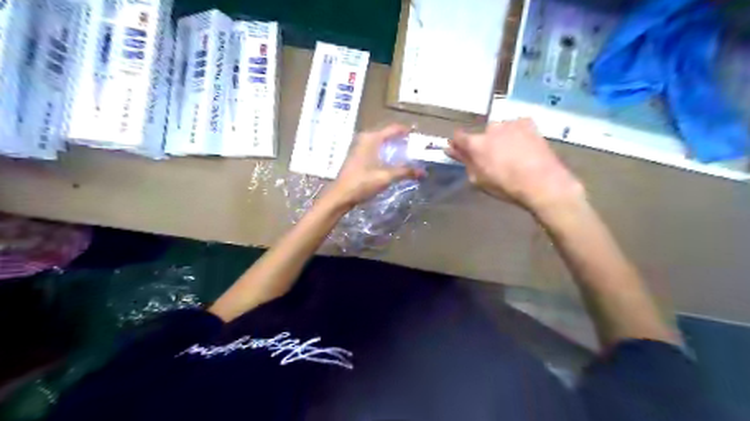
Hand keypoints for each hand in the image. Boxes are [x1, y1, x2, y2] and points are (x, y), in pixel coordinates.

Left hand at [328, 124, 423, 210]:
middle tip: (416, 148)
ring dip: (393, 147)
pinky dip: (385, 152)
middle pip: (387, 134)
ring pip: (381, 142)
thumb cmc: (363, 183)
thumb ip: (405, 172)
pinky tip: (392, 162)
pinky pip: (375, 148)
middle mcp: (365, 138)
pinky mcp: (357, 156)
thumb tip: (423, 172)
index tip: (419, 137)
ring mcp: (359, 146)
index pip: (394, 129)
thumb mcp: (386, 177)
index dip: (407, 131)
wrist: (341, 195)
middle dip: (402, 140)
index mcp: (372, 138)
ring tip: (407, 155)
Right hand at [445, 120, 584, 214]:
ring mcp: (510, 123)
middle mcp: (490, 128)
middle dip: (484, 144)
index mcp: (476, 143)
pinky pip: (516, 127)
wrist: (542, 181)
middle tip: (494, 159)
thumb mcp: (478, 179)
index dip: (458, 144)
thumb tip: (450, 149)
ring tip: (512, 155)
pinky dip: (516, 134)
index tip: (461, 151)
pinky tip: (524, 148)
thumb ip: (464, 161)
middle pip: (482, 135)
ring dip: (501, 139)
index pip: (458, 137)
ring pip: (499, 130)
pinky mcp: (527, 123)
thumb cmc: (506, 186)